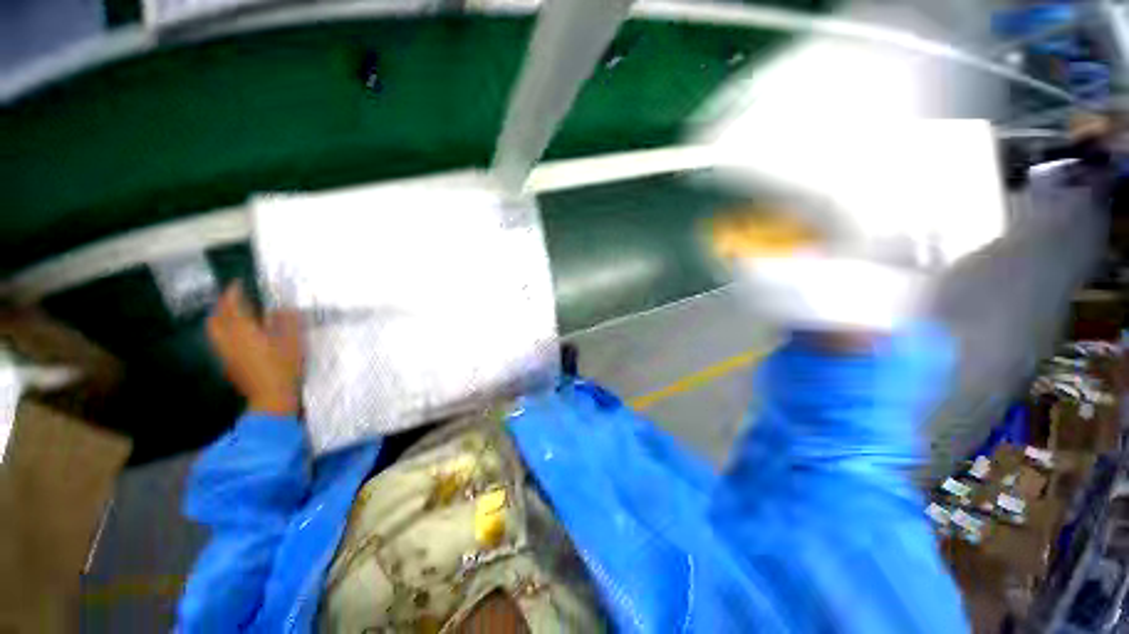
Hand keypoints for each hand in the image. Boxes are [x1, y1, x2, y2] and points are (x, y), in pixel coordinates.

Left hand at [207, 283, 303, 414]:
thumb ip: (287, 322)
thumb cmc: (284, 367)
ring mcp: (225, 352)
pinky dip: (222, 330)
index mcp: (244, 331)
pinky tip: (235, 333)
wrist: (271, 397)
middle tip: (232, 298)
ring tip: (231, 313)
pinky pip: (218, 340)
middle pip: (216, 317)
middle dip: (222, 304)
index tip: (238, 283)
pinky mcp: (228, 363)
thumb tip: (282, 308)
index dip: (233, 293)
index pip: (233, 306)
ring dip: (219, 317)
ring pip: (213, 329)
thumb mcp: (293, 342)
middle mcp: (229, 339)